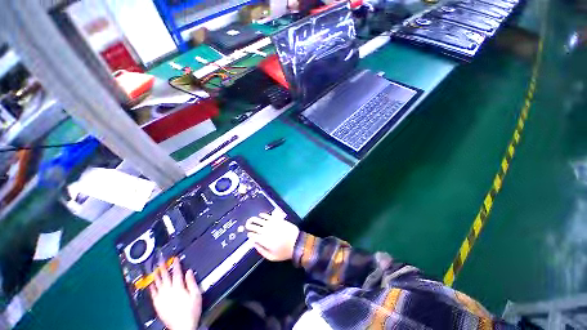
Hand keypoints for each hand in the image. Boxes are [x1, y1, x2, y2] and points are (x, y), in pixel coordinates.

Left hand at [150, 258, 201, 329]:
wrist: (182, 326)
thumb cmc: (191, 311)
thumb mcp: (196, 295)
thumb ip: (192, 282)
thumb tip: (189, 272)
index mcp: (178, 288)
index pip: (177, 273)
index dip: (176, 265)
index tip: (175, 259)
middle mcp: (168, 292)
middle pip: (165, 277)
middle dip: (163, 268)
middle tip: (161, 260)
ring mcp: (162, 298)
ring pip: (158, 284)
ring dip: (156, 276)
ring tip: (154, 269)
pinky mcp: (158, 305)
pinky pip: (153, 294)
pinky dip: (152, 288)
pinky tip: (151, 284)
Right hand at [245, 212, 299, 260]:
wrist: (296, 242)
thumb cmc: (284, 251)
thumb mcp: (271, 257)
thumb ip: (261, 251)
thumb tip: (254, 244)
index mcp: (263, 240)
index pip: (253, 236)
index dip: (250, 234)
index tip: (249, 234)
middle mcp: (265, 231)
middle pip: (255, 227)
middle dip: (249, 226)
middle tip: (246, 225)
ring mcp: (271, 224)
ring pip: (260, 220)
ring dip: (254, 219)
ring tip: (251, 219)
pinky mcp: (277, 220)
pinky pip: (268, 216)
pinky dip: (263, 215)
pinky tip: (260, 215)